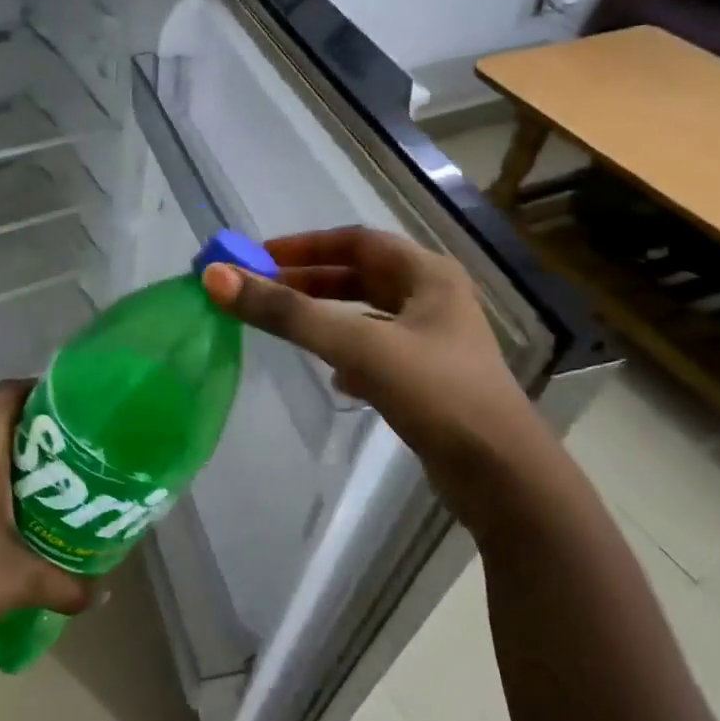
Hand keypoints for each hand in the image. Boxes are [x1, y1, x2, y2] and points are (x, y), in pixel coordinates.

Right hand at [202, 227, 559, 525]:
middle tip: (262, 291)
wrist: (503, 479)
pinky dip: (347, 354)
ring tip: (285, 327)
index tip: (259, 257)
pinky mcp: (430, 380)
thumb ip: (287, 313)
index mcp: (428, 275)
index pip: (356, 241)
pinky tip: (333, 378)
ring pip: (367, 316)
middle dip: (309, 281)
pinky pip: (377, 352)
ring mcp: (434, 342)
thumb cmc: (436, 395)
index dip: (305, 245)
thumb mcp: (357, 346)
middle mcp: (434, 300)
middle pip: (360, 276)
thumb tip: (215, 278)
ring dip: (326, 317)